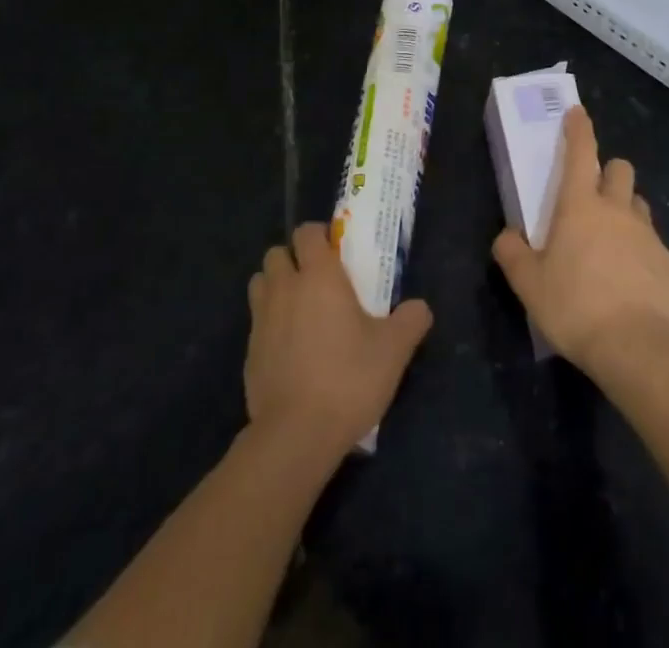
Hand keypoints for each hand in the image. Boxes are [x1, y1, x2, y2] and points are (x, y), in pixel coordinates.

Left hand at [245, 222, 433, 459]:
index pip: (307, 232)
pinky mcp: (248, 352)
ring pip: (260, 283)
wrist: (296, 435)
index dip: (320, 235)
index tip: (337, 252)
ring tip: (299, 308)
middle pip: (277, 253)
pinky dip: (269, 323)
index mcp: (318, 276)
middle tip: (317, 280)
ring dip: (276, 286)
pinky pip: (256, 321)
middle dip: (293, 259)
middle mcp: (285, 288)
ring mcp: (261, 319)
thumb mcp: (393, 350)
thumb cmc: (348, 379)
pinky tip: (290, 349)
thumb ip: (411, 321)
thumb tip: (420, 308)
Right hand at [492, 106, 668, 373]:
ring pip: (637, 204)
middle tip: (592, 197)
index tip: (577, 113)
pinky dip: (640, 249)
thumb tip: (506, 237)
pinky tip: (629, 279)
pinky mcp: (667, 262)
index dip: (579, 128)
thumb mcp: (528, 284)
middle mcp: (616, 209)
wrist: (635, 348)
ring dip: (624, 209)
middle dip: (607, 172)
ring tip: (610, 241)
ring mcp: (647, 234)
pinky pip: (652, 242)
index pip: (580, 151)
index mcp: (580, 206)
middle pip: (619, 168)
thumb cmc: (574, 306)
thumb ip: (512, 254)